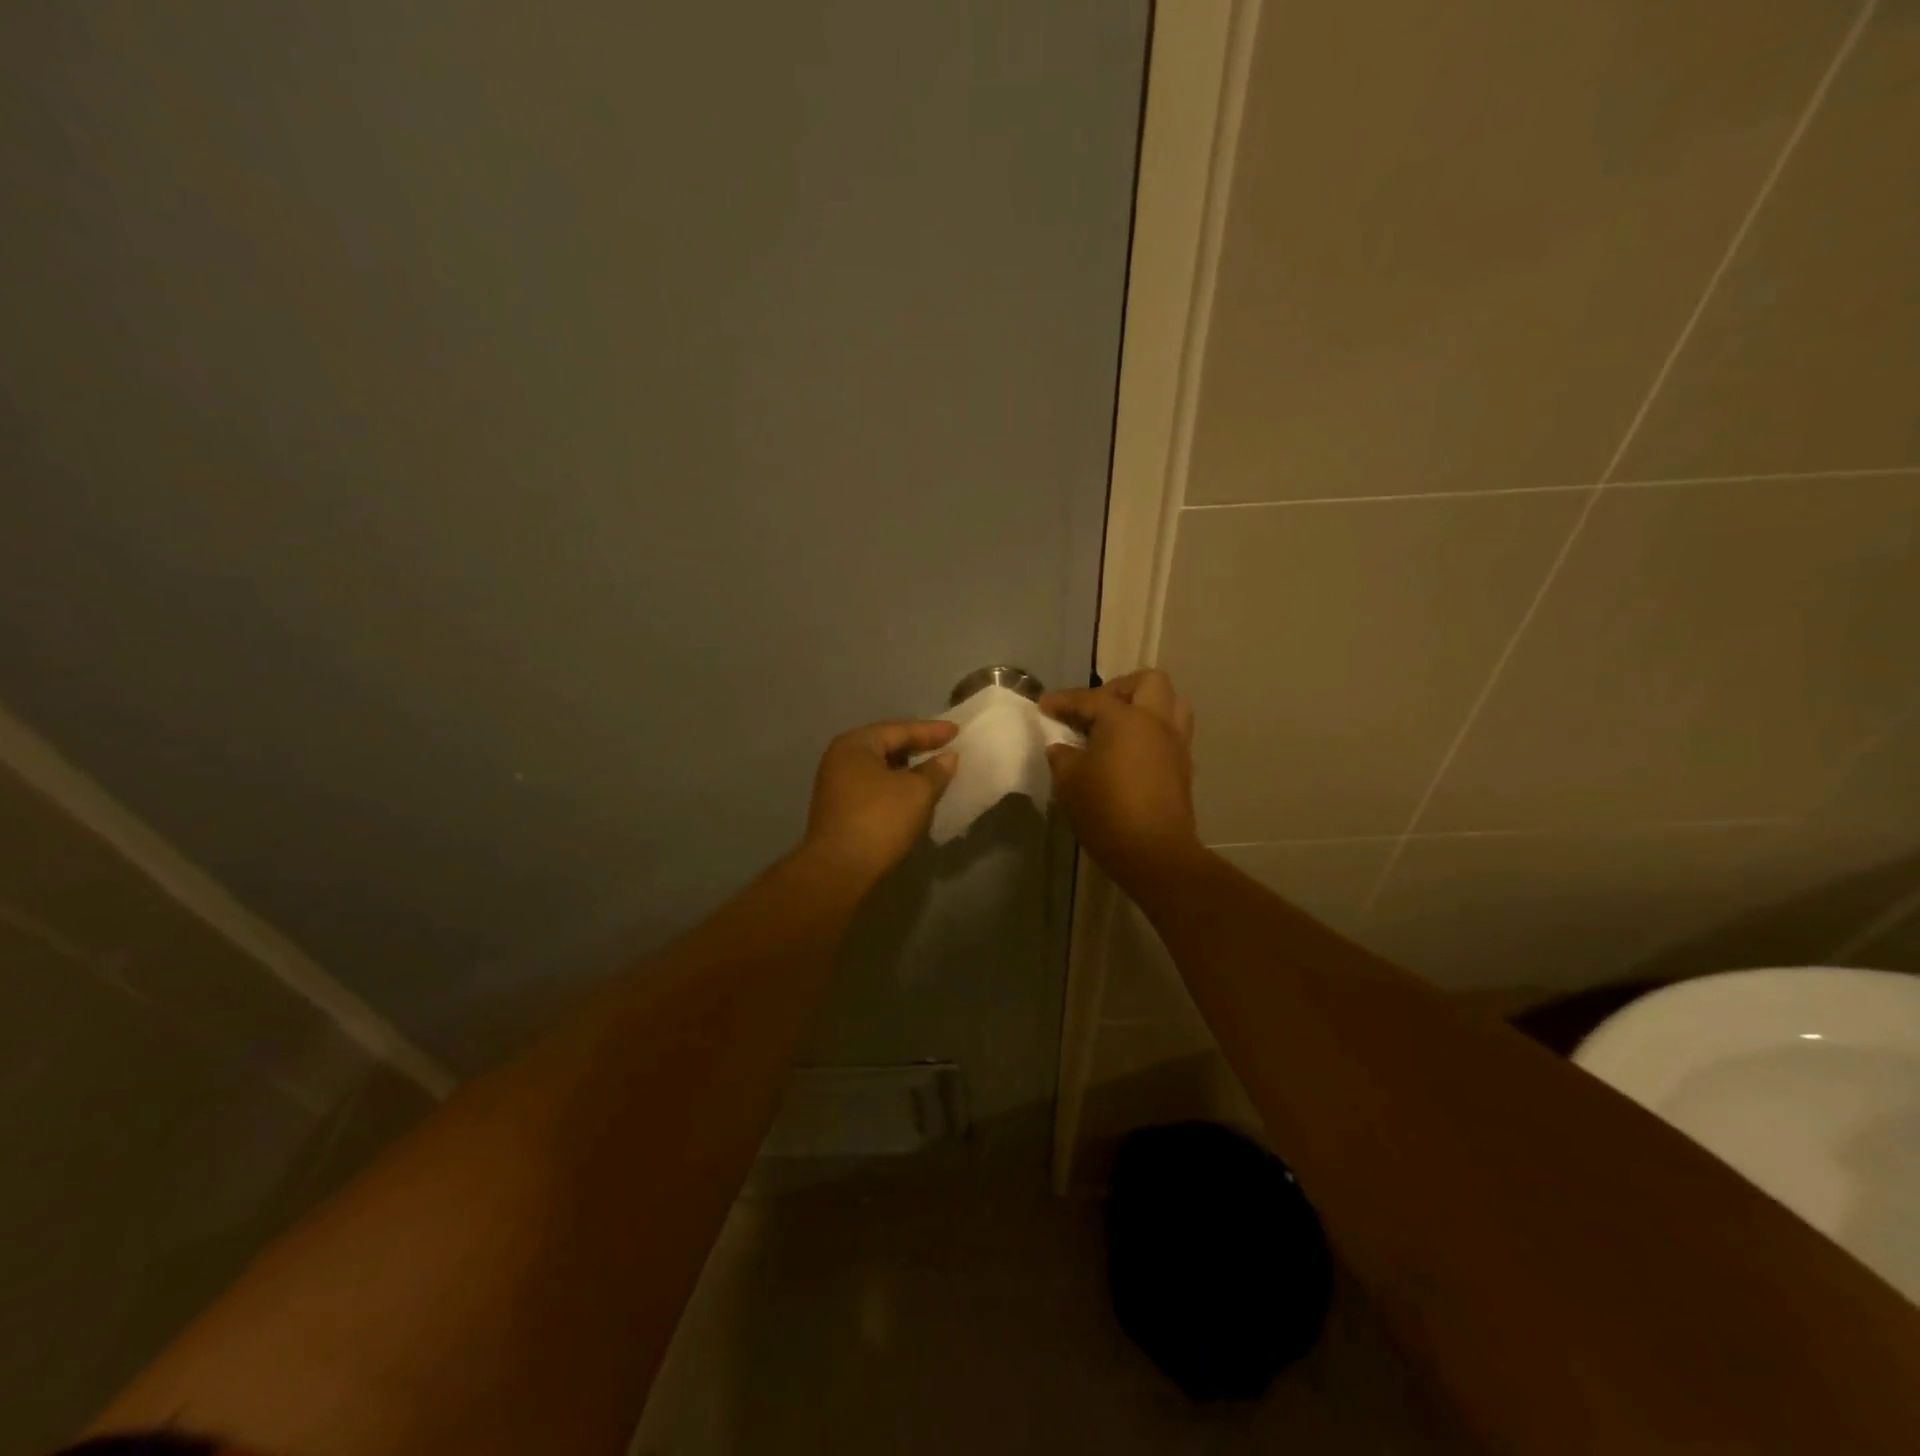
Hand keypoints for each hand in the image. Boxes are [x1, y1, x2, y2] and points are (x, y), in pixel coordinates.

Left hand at [801, 719, 958, 881]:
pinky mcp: (838, 811)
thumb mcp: (917, 792)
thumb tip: (947, 758)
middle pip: (885, 747)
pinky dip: (894, 789)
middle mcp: (840, 759)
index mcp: (855, 745)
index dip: (931, 731)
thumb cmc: (880, 820)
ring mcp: (835, 786)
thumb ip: (935, 770)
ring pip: (879, 770)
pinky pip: (873, 789)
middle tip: (945, 749)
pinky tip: (912, 797)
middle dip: (916, 749)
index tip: (957, 731)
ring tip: (933, 773)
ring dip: (906, 771)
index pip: (899, 730)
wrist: (840, 870)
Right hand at [1040, 669, 1200, 887]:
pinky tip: (1127, 754)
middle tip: (1094, 709)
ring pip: (1170, 705)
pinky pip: (1170, 733)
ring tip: (1117, 727)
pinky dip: (1150, 733)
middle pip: (1148, 682)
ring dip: (1144, 707)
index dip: (1063, 701)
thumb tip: (1062, 747)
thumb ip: (1062, 756)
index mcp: (1126, 718)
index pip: (1090, 698)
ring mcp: (1176, 744)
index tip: (1043, 706)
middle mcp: (1156, 722)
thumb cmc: (1106, 810)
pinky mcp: (1183, 768)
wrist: (1154, 853)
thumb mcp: (1069, 781)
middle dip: (1118, 689)